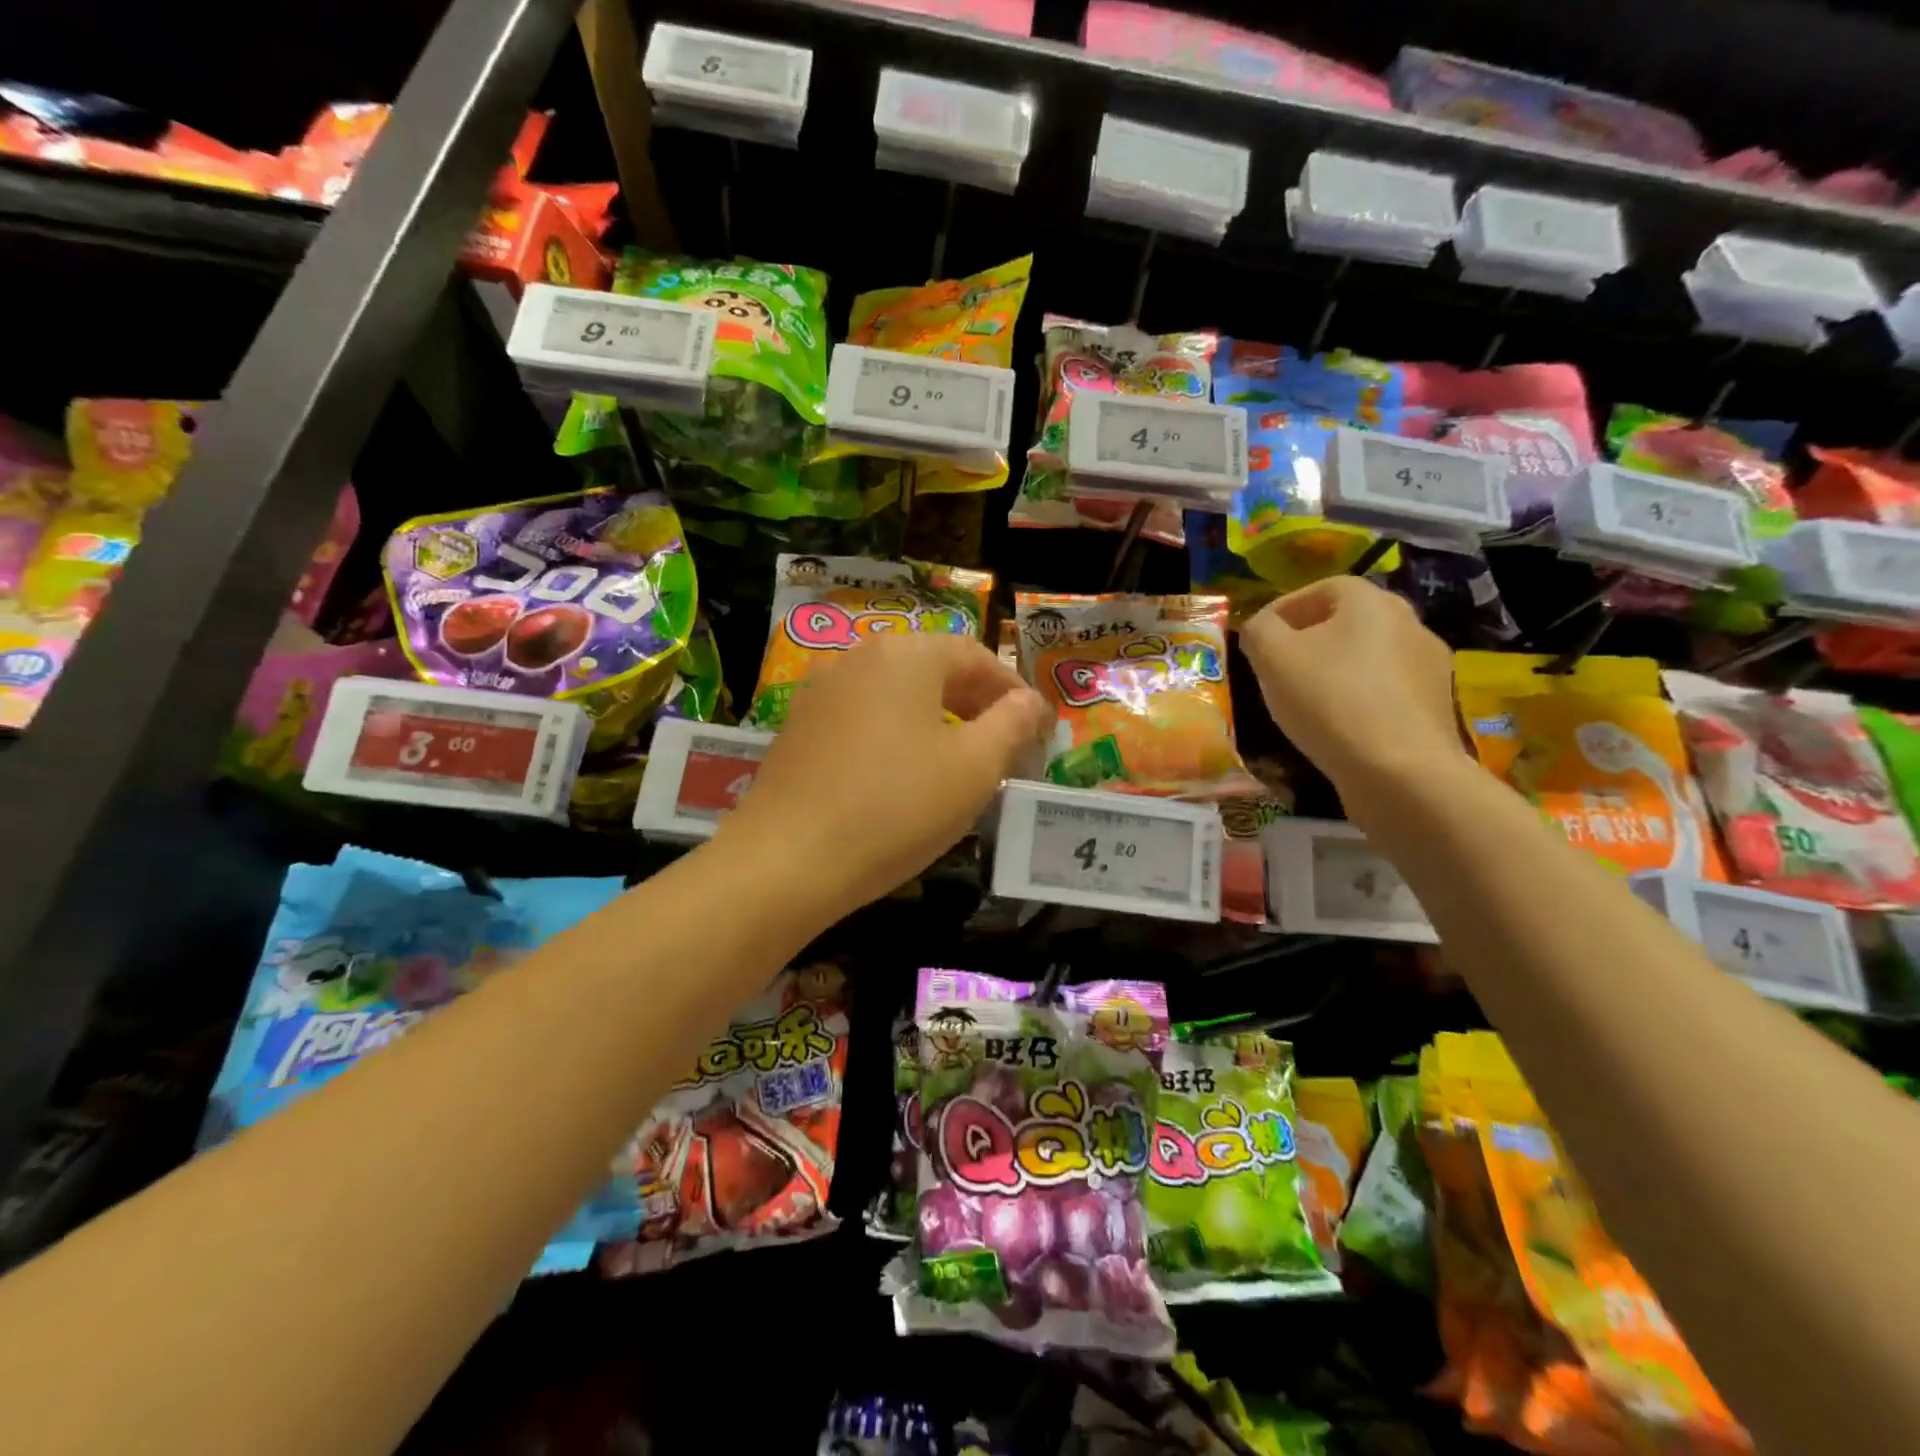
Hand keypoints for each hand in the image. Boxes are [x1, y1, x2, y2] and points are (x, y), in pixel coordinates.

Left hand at [713, 632, 1053, 921]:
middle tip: (1006, 745)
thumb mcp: (973, 768)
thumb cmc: (896, 807)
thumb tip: (1032, 701)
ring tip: (961, 762)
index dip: (1012, 690)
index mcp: (906, 654)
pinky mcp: (799, 727)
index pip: (976, 656)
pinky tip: (906, 775)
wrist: (787, 860)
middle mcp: (859, 658)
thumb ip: (1012, 724)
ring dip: (938, 720)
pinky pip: (865, 718)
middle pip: (934, 669)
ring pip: (898, 695)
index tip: (1037, 728)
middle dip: (977, 704)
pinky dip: (898, 735)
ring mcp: (822, 691)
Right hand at [1238, 576, 1465, 798]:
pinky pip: (1385, 691)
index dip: (1283, 610)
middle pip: (1346, 622)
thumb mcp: (1272, 657)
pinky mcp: (1435, 706)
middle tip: (1278, 670)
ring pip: (1367, 658)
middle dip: (1309, 641)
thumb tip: (1261, 627)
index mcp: (1370, 601)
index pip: (1319, 589)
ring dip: (1335, 671)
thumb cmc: (1330, 700)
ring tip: (1305, 702)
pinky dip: (1358, 700)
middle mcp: (1408, 622)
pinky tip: (1339, 727)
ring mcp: (1429, 665)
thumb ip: (1258, 630)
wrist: (1400, 770)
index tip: (1258, 640)